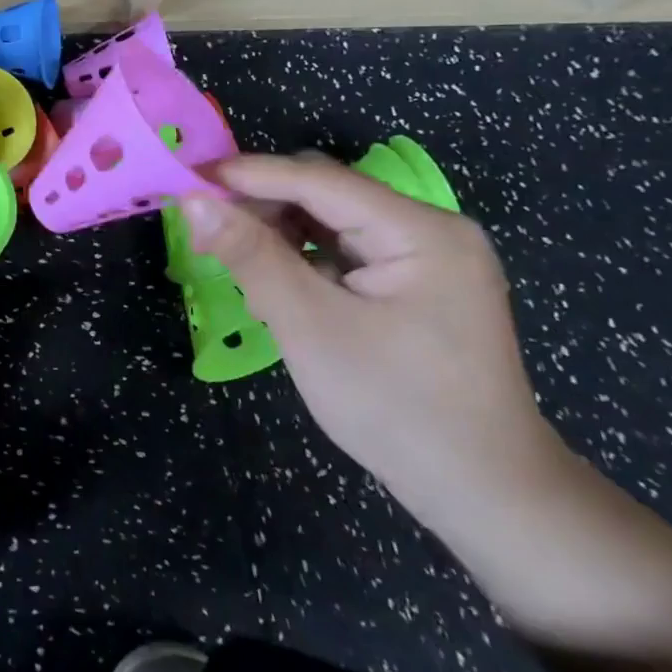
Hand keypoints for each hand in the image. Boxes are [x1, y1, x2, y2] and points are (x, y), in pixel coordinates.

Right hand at [180, 152, 561, 523]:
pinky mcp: (416, 285)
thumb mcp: (311, 327)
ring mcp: (427, 258)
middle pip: (326, 195)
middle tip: (204, 231)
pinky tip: (275, 288)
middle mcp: (429, 230)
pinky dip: (303, 261)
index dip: (248, 174)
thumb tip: (193, 201)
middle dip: (262, 207)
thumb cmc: (397, 408)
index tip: (186, 178)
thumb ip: (251, 256)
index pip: (318, 180)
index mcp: (420, 231)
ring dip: (278, 236)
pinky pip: (345, 253)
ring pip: (331, 223)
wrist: (485, 496)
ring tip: (236, 266)